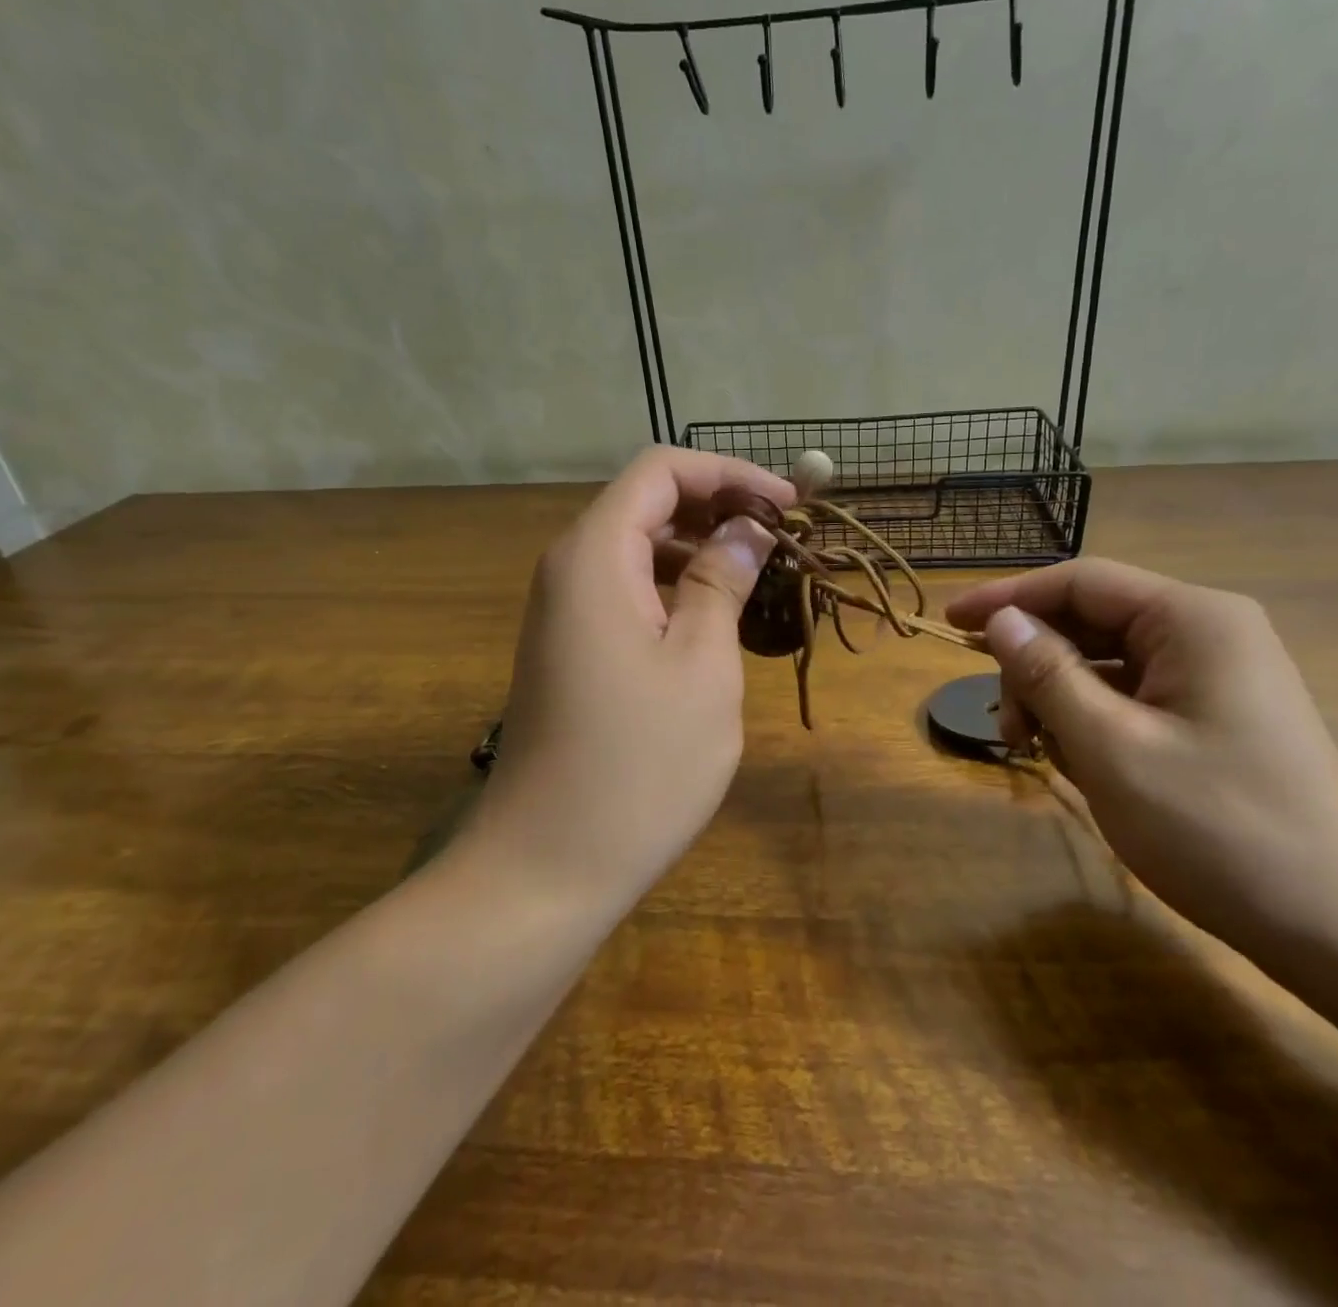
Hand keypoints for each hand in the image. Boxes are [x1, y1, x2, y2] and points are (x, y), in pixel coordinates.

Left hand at [479, 447, 793, 905]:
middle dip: (720, 509)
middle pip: (648, 505)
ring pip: (639, 550)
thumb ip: (723, 581)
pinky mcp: (571, 649)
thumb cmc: (638, 765)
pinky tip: (719, 621)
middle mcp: (570, 570)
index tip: (790, 506)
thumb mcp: (701, 665)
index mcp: (596, 556)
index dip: (730, 474)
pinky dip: (677, 590)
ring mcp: (564, 612)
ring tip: (763, 579)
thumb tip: (746, 529)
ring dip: (702, 552)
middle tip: (785, 544)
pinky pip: (628, 593)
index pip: (662, 471)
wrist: (547, 866)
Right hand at [947, 558, 1337, 950]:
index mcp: (1191, 619)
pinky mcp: (1213, 715)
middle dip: (1035, 665)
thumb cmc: (1219, 828)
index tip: (950, 624)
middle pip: (1090, 622)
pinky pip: (1130, 697)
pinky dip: (1091, 720)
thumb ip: (1047, 675)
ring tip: (1038, 753)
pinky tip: (1077, 762)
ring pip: (1105, 663)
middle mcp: (1206, 632)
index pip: (1079, 582)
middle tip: (1006, 729)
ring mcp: (1213, 675)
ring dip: (1058, 699)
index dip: (1008, 598)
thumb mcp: (1111, 748)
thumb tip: (1000, 620)